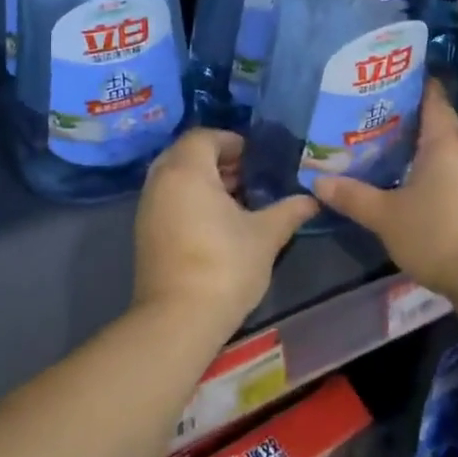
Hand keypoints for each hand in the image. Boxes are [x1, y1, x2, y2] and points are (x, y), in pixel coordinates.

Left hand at [133, 130, 316, 336]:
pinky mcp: (144, 232)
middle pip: (188, 154)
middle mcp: (161, 180)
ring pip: (176, 177)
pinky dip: (190, 199)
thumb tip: (313, 199)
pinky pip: (168, 199)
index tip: (257, 159)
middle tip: (249, 178)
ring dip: (205, 181)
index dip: (233, 142)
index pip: (205, 136)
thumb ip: (289, 211)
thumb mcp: (265, 236)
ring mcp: (148, 207)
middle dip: (219, 161)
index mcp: (187, 170)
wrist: (177, 320)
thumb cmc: (224, 266)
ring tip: (238, 202)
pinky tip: (217, 224)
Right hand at [313, 81, 457, 307]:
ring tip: (383, 154)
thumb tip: (318, 182)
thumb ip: (353, 197)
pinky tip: (409, 188)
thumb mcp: (386, 216)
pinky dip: (431, 175)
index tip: (384, 79)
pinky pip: (453, 176)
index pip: (432, 95)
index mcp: (444, 140)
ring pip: (444, 152)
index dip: (411, 83)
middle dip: (404, 121)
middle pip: (435, 124)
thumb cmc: (438, 233)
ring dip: (417, 152)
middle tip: (368, 120)